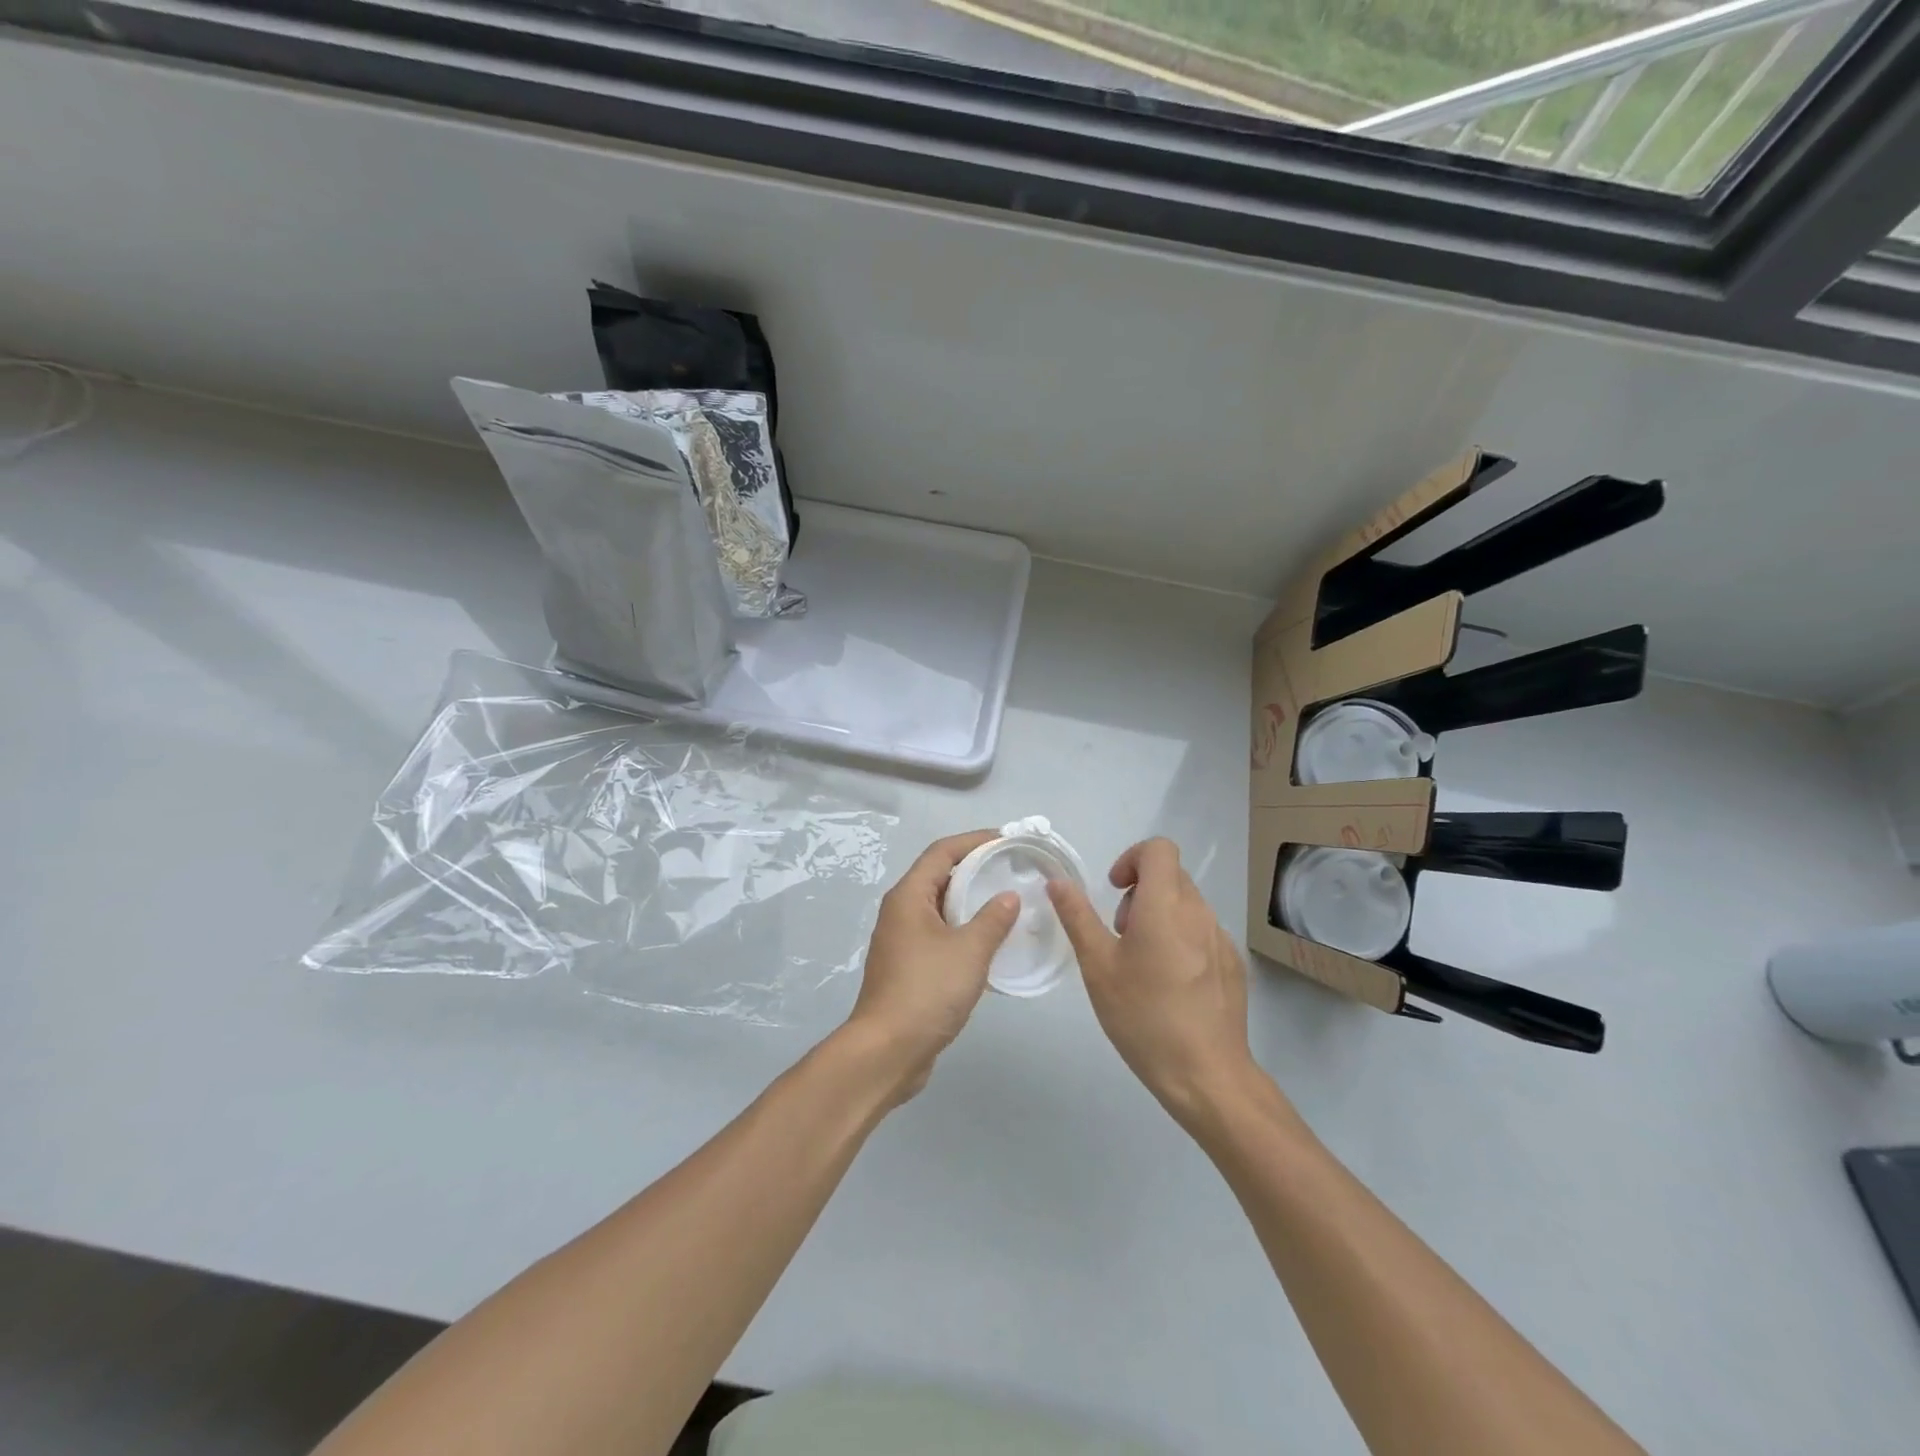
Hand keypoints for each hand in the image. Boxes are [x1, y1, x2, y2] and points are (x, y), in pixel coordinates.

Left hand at [844, 831, 1020, 1103]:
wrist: (887, 1051)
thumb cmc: (927, 991)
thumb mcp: (969, 951)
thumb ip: (993, 919)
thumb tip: (1008, 896)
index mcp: (908, 896)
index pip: (942, 852)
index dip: (974, 841)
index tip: (1007, 839)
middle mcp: (900, 912)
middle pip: (939, 876)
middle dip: (975, 869)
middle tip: (1012, 870)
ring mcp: (901, 941)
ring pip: (939, 908)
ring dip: (970, 902)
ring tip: (1007, 903)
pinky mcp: (907, 967)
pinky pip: (939, 934)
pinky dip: (963, 930)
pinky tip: (989, 943)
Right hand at [1048, 838, 1254, 1123]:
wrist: (1206, 1075)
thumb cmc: (1143, 1017)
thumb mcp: (1098, 966)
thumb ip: (1078, 916)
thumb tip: (1058, 881)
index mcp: (1165, 905)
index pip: (1159, 849)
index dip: (1132, 858)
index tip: (1114, 891)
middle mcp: (1199, 912)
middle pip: (1171, 875)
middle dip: (1140, 891)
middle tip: (1121, 934)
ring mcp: (1221, 939)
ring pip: (1187, 905)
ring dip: (1160, 915)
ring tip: (1143, 964)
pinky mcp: (1233, 964)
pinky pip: (1203, 932)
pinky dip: (1181, 940)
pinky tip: (1170, 986)